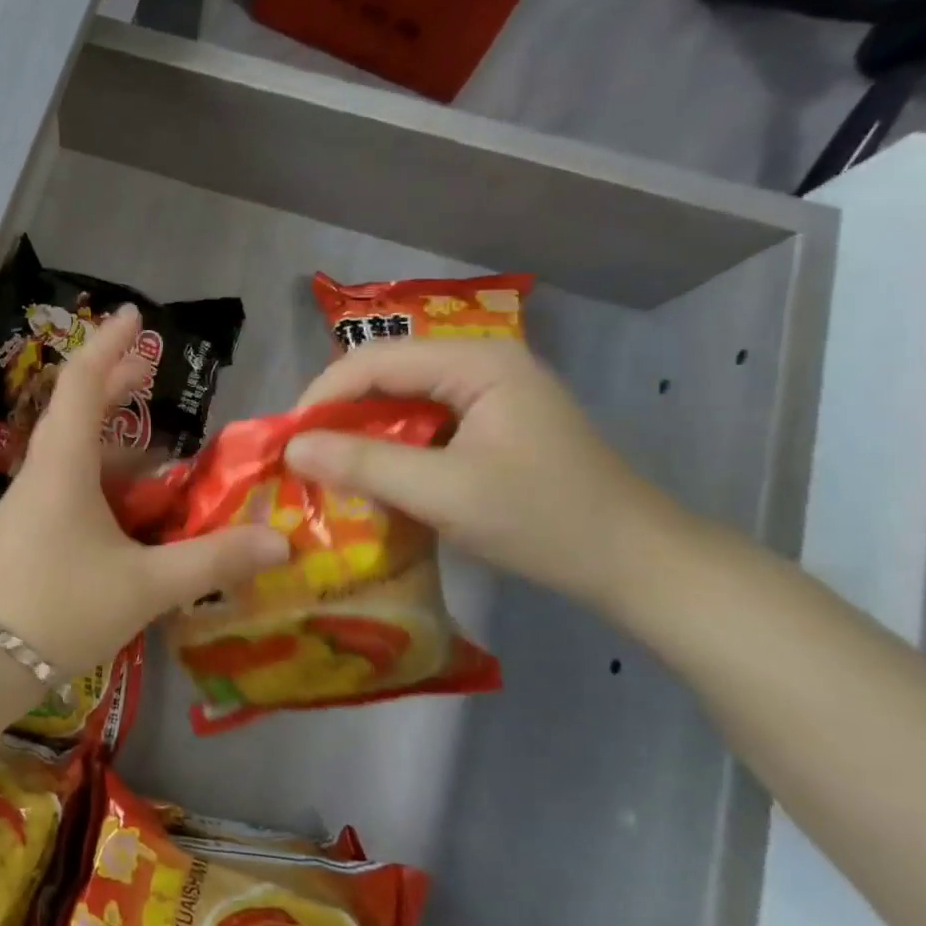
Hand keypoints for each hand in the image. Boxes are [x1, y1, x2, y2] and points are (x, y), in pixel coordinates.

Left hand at [0, 306, 288, 674]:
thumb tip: (279, 541)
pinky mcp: (28, 535)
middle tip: (150, 367)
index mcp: (63, 463)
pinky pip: (70, 487)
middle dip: (113, 383)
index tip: (134, 316)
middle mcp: (42, 473)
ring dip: (110, 436)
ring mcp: (30, 505)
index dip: (109, 344)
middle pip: (76, 409)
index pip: (82, 381)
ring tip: (155, 439)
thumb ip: (211, 561)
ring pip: (73, 452)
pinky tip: (131, 506)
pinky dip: (104, 478)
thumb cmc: (58, 607)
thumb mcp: (144, 584)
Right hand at [284, 338, 687, 612]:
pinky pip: (421, 423)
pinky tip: (371, 474)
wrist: (639, 565)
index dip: (323, 395)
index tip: (286, 438)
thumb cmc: (545, 521)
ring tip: (325, 464)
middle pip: (385, 374)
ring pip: (400, 399)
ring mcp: (488, 393)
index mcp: (477, 362)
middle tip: (301, 454)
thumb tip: (290, 447)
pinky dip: (390, 446)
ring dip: (361, 431)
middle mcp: (481, 364)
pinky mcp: (490, 424)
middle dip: (339, 413)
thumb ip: (364, 464)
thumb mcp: (445, 493)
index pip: (375, 360)